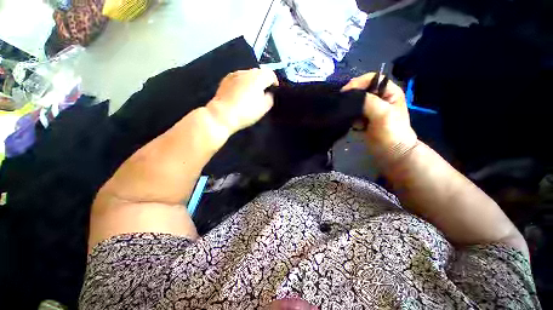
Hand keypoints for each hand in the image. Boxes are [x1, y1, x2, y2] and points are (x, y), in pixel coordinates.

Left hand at [207, 69, 278, 134]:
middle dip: (264, 80)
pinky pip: (239, 78)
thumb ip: (270, 97)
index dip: (275, 82)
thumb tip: (268, 93)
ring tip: (253, 92)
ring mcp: (234, 74)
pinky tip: (241, 92)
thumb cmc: (246, 111)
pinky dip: (243, 83)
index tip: (275, 90)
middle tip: (264, 92)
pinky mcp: (225, 80)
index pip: (270, 74)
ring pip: (248, 74)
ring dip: (253, 81)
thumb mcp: (264, 107)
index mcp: (258, 77)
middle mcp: (246, 72)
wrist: (223, 115)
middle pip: (259, 72)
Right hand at [342, 73, 417, 163]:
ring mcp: (371, 109)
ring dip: (352, 110)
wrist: (391, 153)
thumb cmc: (392, 132)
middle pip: (362, 91)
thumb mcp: (383, 114)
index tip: (346, 92)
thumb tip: (349, 97)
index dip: (359, 82)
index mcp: (390, 92)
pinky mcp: (364, 119)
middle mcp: (380, 98)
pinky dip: (351, 118)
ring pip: (356, 103)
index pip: (372, 79)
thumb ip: (368, 101)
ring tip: (353, 119)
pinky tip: (355, 125)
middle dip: (353, 98)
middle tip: (345, 105)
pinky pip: (354, 113)